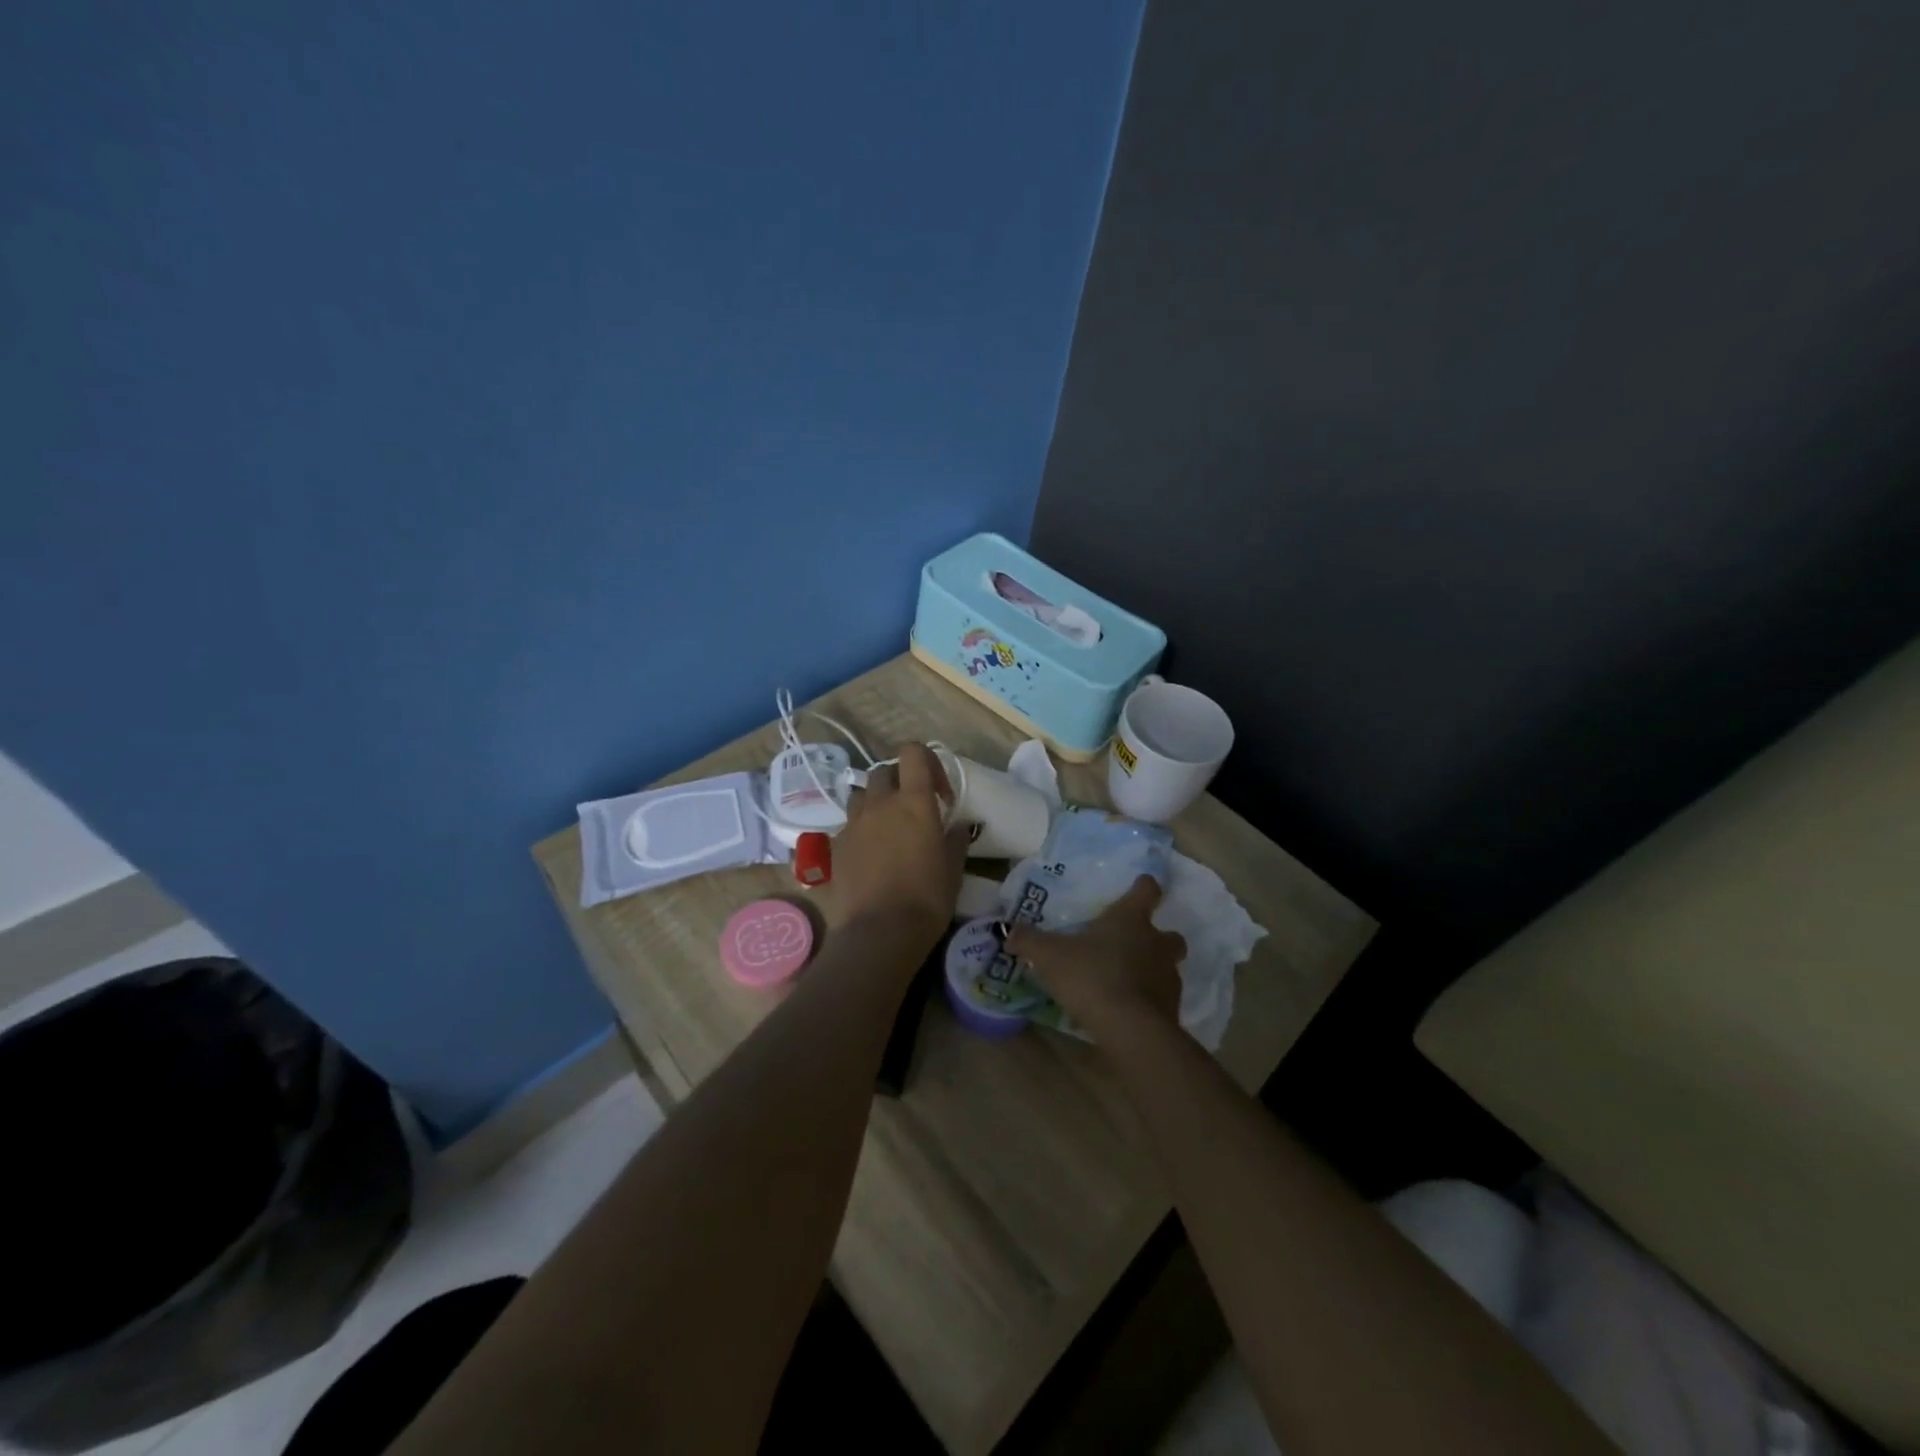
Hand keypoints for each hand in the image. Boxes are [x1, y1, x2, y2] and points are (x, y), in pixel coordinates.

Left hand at [828, 743, 967, 943]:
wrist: (878, 933)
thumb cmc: (926, 898)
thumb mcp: (953, 869)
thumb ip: (956, 839)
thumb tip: (958, 824)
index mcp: (913, 801)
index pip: (913, 752)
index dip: (927, 762)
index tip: (939, 793)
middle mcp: (880, 804)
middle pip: (884, 771)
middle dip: (900, 782)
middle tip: (914, 810)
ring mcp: (853, 823)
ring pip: (862, 795)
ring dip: (876, 803)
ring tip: (888, 829)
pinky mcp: (836, 846)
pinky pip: (849, 825)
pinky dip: (862, 830)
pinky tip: (872, 856)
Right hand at [1006, 876, 1187, 1035]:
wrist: (1130, 1029)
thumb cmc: (1091, 977)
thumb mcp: (1049, 956)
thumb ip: (1028, 941)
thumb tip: (1006, 929)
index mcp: (1130, 920)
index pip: (1146, 890)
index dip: (1144, 886)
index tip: (1141, 885)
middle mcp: (1156, 943)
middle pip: (1170, 933)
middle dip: (1158, 936)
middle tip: (1135, 944)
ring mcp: (1168, 977)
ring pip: (1168, 966)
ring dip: (1152, 969)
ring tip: (1126, 981)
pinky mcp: (1172, 1009)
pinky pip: (1162, 998)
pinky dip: (1149, 1000)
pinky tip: (1127, 1010)